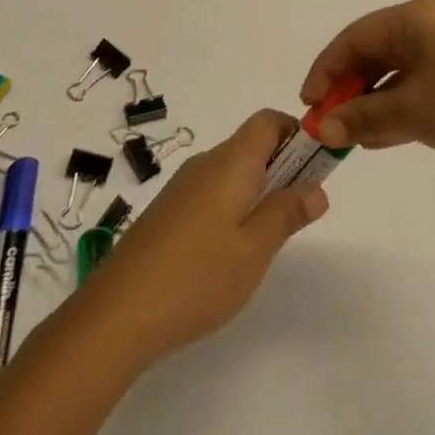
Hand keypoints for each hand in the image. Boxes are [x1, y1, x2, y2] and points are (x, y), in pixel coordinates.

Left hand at [83, 110, 327, 362]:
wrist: (117, 313)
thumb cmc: (196, 277)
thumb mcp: (254, 250)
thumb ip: (287, 214)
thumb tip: (317, 188)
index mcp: (230, 162)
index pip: (268, 121)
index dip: (296, 133)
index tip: (316, 167)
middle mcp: (206, 163)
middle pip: (251, 144)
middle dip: (283, 167)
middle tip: (300, 211)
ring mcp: (183, 187)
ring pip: (232, 171)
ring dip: (259, 190)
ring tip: (268, 239)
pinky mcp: (169, 211)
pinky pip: (212, 191)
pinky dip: (234, 206)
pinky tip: (231, 253)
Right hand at [300, 0, 434, 189]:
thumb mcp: (412, 114)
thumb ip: (362, 118)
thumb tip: (324, 130)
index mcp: (420, 15)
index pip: (356, 36)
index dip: (326, 70)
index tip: (307, 104)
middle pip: (378, 49)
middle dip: (350, 86)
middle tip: (329, 122)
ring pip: (401, 67)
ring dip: (374, 99)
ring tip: (353, 135)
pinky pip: (424, 79)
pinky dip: (402, 103)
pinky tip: (384, 134)